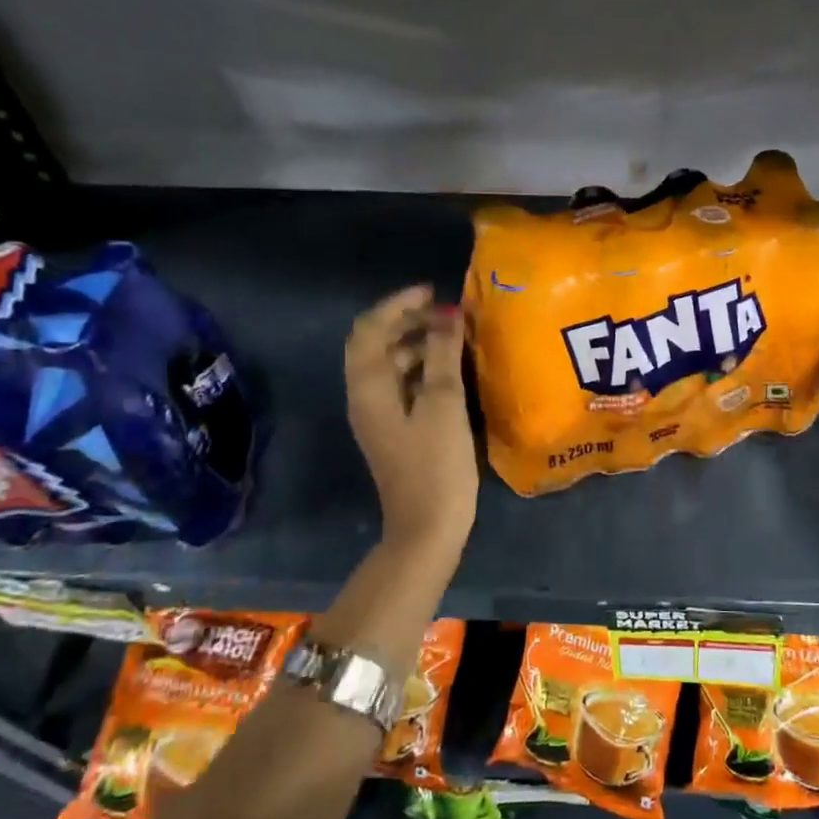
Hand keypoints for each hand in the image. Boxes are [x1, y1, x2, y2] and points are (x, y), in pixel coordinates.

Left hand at [345, 285, 477, 556]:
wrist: (427, 526)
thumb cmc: (436, 464)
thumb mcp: (444, 404)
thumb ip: (444, 355)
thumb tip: (449, 315)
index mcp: (368, 387)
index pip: (371, 328)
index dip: (399, 304)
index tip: (434, 292)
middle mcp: (365, 396)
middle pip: (376, 343)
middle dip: (407, 321)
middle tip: (446, 313)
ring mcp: (378, 416)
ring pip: (390, 365)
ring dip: (417, 344)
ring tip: (454, 336)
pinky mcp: (395, 430)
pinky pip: (402, 385)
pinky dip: (422, 368)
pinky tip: (450, 370)